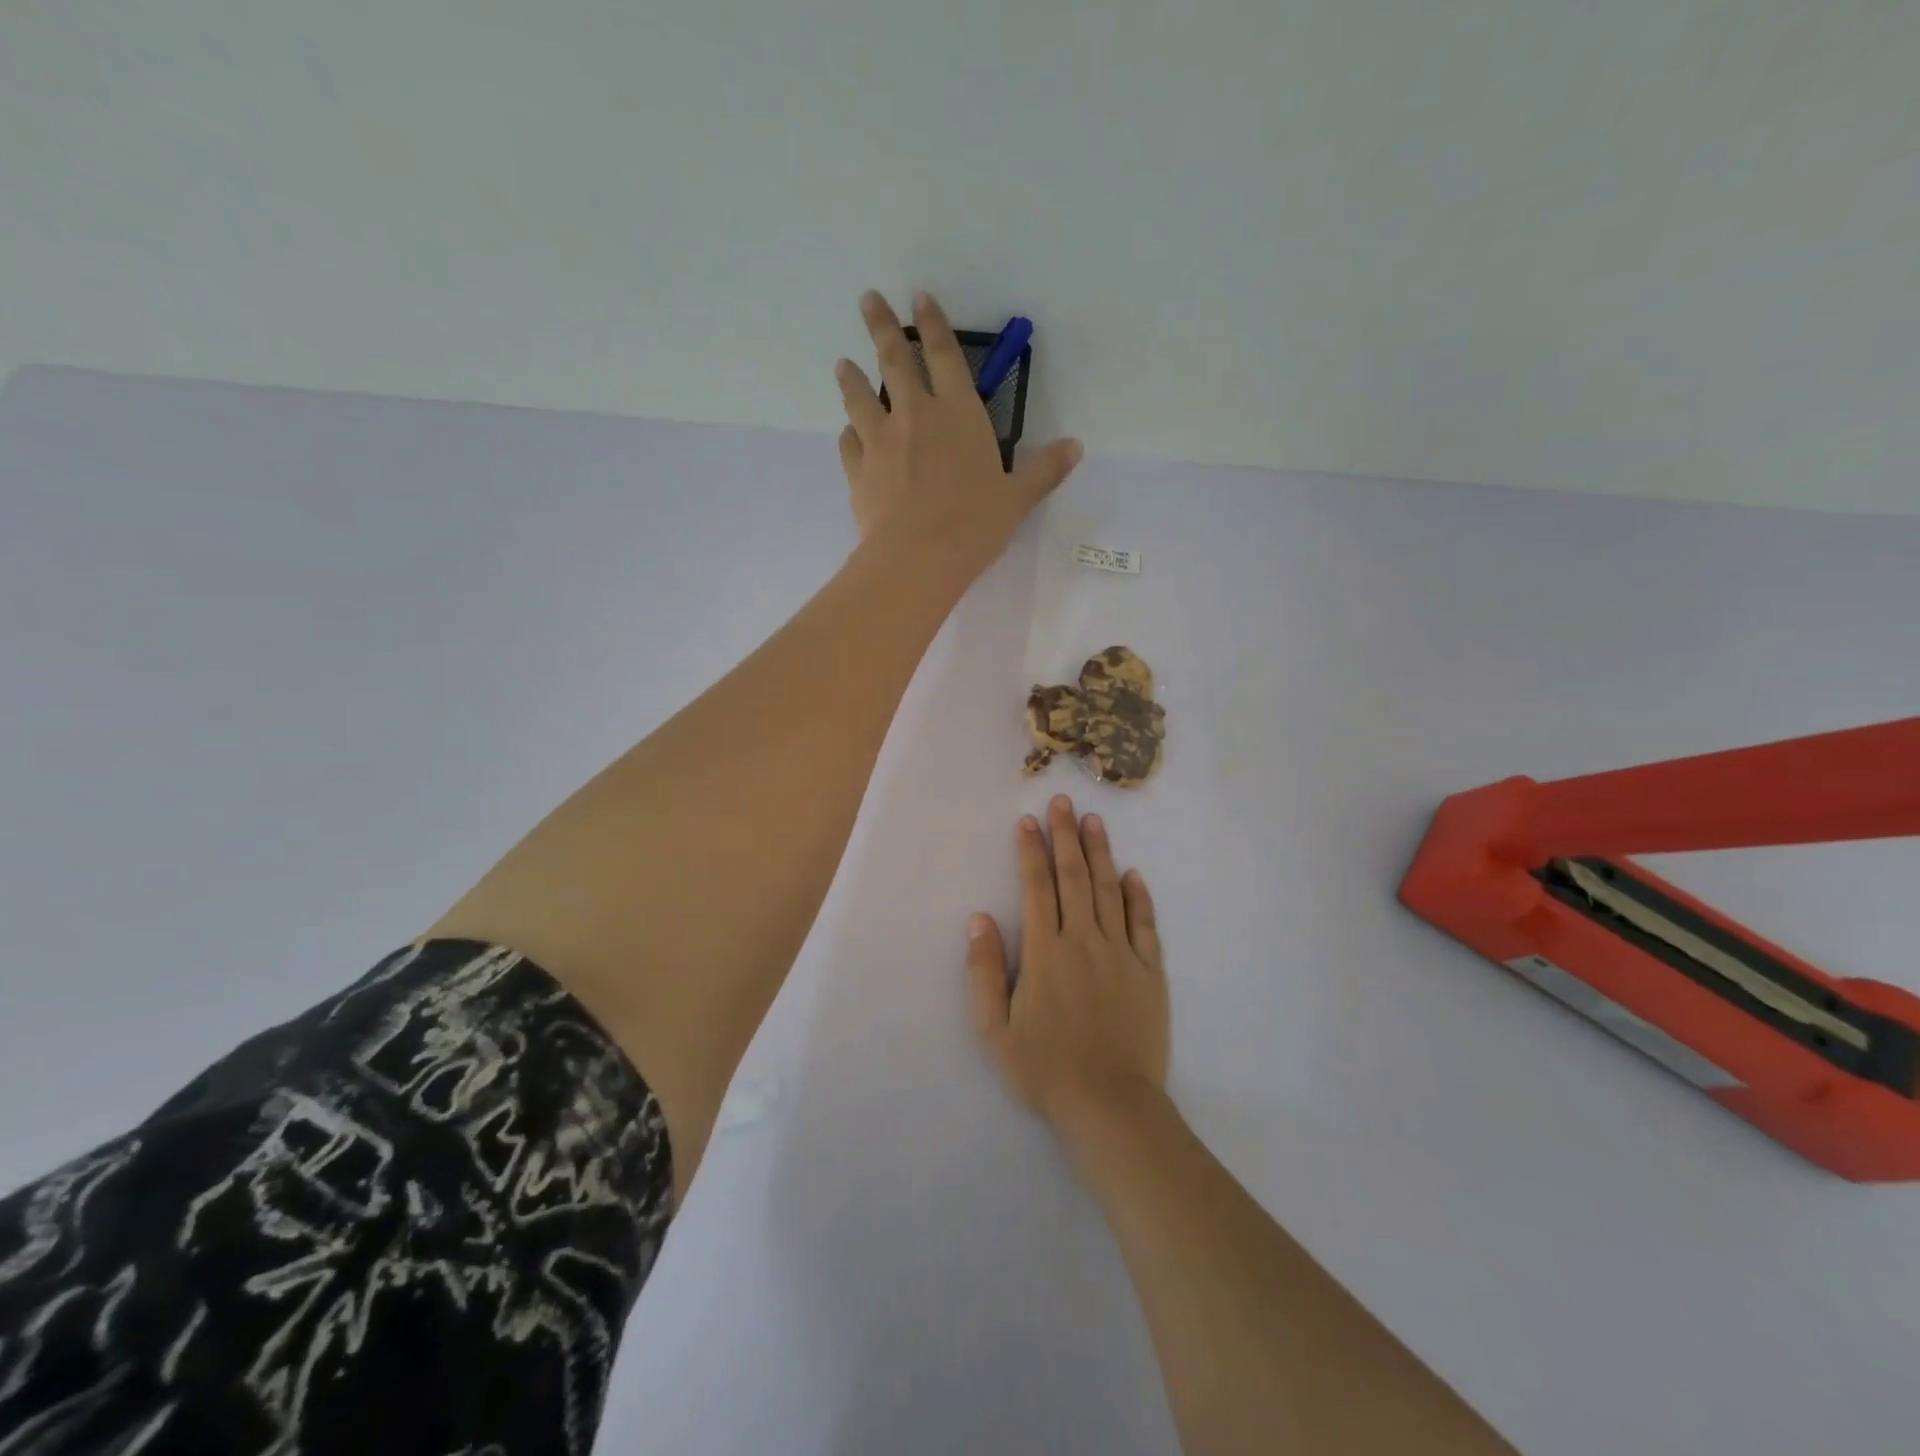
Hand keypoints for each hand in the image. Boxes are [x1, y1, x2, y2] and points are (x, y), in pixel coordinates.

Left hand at [836, 291, 1081, 565]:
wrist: (918, 558)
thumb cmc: (974, 525)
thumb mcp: (1018, 498)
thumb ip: (1044, 470)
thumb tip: (1076, 446)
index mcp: (958, 413)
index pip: (945, 355)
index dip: (933, 323)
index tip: (919, 297)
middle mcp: (916, 415)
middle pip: (895, 361)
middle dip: (881, 326)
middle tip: (867, 300)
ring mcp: (881, 441)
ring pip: (861, 397)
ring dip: (852, 377)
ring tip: (843, 363)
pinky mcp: (858, 470)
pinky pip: (849, 443)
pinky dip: (848, 434)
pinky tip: (847, 433)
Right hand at [967, 795, 1169, 1137]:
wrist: (1111, 1106)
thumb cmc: (1045, 1070)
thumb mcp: (995, 1029)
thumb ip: (985, 971)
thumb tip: (980, 919)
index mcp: (1046, 952)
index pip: (1037, 888)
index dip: (1031, 851)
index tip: (1028, 821)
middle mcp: (1084, 941)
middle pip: (1074, 877)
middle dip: (1066, 836)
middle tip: (1063, 801)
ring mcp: (1122, 954)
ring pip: (1109, 891)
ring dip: (1100, 853)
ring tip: (1094, 821)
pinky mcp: (1150, 972)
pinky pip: (1145, 924)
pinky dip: (1138, 896)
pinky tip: (1132, 874)